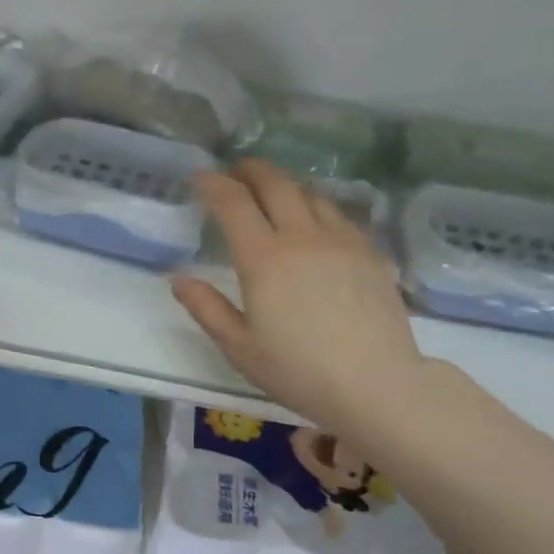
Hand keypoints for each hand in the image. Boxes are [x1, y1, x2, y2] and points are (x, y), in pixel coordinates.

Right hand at [172, 161, 426, 436]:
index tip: (199, 179)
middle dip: (250, 170)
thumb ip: (207, 309)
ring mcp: (341, 240)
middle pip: (275, 184)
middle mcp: (302, 237)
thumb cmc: (298, 371)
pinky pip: (338, 214)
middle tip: (235, 171)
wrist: (374, 383)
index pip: (233, 203)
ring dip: (285, 184)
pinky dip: (316, 206)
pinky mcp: (369, 251)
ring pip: (310, 193)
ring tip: (272, 192)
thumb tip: (179, 279)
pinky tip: (313, 222)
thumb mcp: (240, 348)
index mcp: (264, 259)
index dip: (213, 184)